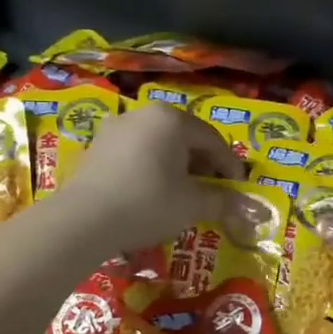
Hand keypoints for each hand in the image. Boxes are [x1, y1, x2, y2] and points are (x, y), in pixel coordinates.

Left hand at [50, 102, 243, 258]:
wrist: (84, 220)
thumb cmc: (148, 204)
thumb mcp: (192, 205)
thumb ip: (222, 201)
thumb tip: (248, 209)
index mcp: (171, 119)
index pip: (212, 140)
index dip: (230, 166)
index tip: (239, 190)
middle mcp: (143, 113)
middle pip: (184, 138)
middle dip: (202, 165)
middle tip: (212, 191)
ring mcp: (115, 128)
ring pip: (158, 145)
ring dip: (176, 167)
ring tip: (183, 194)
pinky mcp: (96, 148)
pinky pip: (135, 154)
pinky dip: (150, 169)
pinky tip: (152, 193)